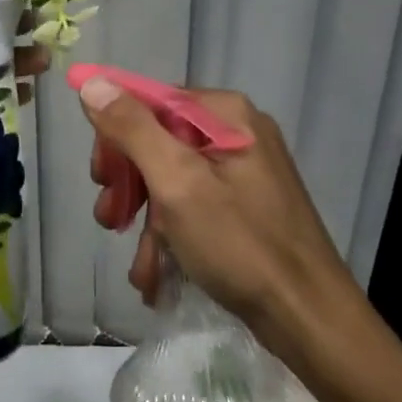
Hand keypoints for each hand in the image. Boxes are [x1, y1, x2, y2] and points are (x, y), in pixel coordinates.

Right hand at [79, 79, 360, 337]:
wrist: (308, 319)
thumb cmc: (239, 244)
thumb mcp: (176, 182)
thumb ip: (132, 129)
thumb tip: (92, 82)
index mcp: (225, 114)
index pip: (149, 101)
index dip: (115, 136)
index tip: (100, 178)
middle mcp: (236, 132)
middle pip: (158, 141)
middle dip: (129, 185)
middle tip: (110, 219)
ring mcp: (244, 170)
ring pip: (171, 179)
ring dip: (146, 221)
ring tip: (139, 266)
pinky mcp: (246, 206)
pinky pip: (193, 205)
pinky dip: (171, 235)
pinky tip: (157, 275)